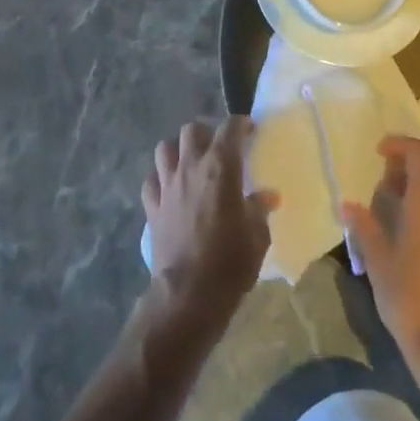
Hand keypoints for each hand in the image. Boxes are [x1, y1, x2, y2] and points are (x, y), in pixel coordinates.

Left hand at [142, 117, 277, 322]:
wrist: (187, 296)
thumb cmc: (229, 264)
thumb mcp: (257, 237)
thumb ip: (260, 210)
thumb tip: (268, 196)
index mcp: (221, 168)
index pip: (230, 128)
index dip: (240, 124)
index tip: (249, 130)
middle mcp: (191, 167)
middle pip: (192, 130)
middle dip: (206, 133)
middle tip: (217, 148)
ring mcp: (167, 186)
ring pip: (165, 148)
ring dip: (178, 150)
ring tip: (190, 162)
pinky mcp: (152, 207)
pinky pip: (151, 180)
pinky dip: (159, 179)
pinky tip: (169, 189)